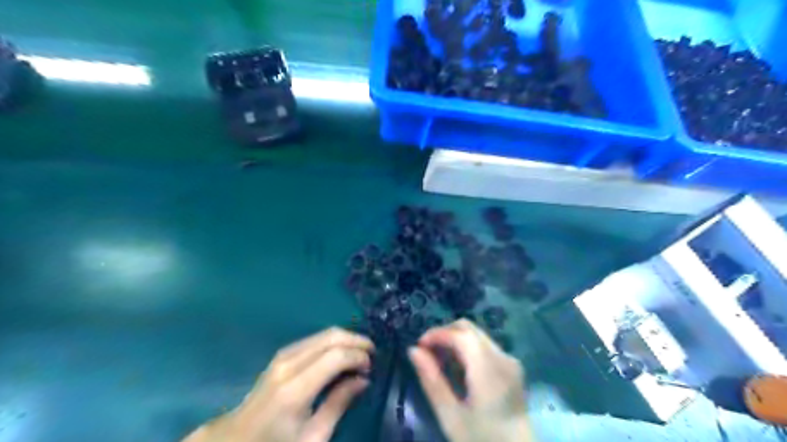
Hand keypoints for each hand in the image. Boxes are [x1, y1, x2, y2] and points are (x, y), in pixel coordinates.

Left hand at [187, 327, 375, 441]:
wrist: (237, 440)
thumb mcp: (313, 437)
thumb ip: (339, 404)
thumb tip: (363, 379)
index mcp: (295, 389)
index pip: (335, 355)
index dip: (358, 355)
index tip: (371, 367)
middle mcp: (288, 364)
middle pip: (330, 336)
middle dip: (356, 341)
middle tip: (372, 354)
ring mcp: (282, 356)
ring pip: (323, 333)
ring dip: (345, 339)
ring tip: (359, 354)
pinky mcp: (281, 354)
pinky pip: (313, 339)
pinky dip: (332, 341)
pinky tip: (341, 353)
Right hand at [410, 319, 530, 439]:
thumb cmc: (480, 440)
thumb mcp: (450, 416)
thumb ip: (431, 380)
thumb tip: (413, 350)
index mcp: (489, 369)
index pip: (460, 334)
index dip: (436, 333)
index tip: (419, 346)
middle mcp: (503, 358)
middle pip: (469, 329)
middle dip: (444, 333)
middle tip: (427, 353)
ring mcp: (510, 361)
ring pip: (477, 335)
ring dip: (455, 340)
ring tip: (440, 362)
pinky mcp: (512, 367)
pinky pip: (485, 346)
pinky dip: (467, 349)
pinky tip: (458, 369)